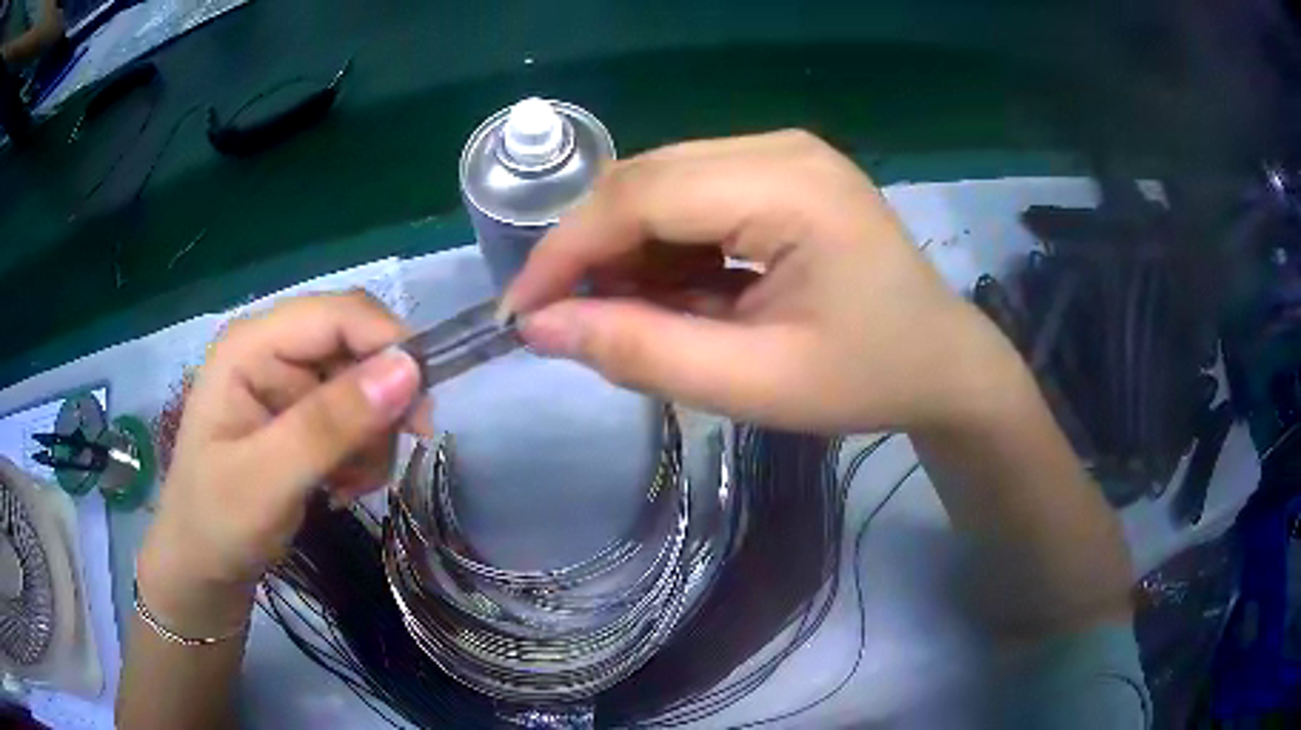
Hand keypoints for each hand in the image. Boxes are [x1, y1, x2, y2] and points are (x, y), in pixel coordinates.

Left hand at [136, 292, 425, 632]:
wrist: (203, 567)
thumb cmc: (218, 522)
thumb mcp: (269, 479)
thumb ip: (331, 424)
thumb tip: (409, 370)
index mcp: (252, 346)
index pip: (338, 314)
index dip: (388, 348)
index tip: (420, 415)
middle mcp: (273, 350)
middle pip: (356, 344)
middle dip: (382, 402)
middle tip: (390, 457)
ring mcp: (286, 382)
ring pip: (365, 384)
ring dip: (373, 436)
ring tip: (350, 485)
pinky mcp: (299, 413)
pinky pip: (357, 415)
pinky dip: (364, 452)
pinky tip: (342, 485)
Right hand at [504, 130, 1022, 433]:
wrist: (943, 362)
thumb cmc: (867, 379)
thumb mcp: (755, 384)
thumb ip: (644, 352)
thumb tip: (542, 328)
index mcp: (788, 188)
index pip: (640, 196)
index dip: (566, 252)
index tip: (519, 312)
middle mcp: (780, 148)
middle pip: (645, 179)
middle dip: (591, 249)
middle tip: (568, 320)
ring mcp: (783, 153)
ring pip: (661, 184)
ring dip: (627, 248)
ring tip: (630, 314)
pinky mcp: (782, 171)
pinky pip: (693, 194)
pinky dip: (664, 244)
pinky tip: (675, 292)